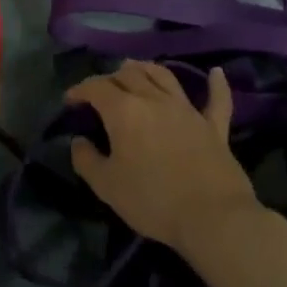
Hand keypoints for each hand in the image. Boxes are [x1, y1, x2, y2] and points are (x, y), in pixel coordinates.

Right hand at [67, 60, 264, 255]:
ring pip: (164, 76)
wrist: (212, 218)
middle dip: (110, 77)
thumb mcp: (106, 186)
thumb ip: (86, 160)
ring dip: (146, 69)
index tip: (70, 100)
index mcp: (124, 111)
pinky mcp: (214, 126)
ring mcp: (187, 110)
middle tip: (101, 90)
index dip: (80, 90)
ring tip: (136, 69)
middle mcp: (154, 100)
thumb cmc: (152, 200)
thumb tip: (79, 141)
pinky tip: (216, 73)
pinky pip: (217, 99)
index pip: (96, 88)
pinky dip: (216, 84)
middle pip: (129, 75)